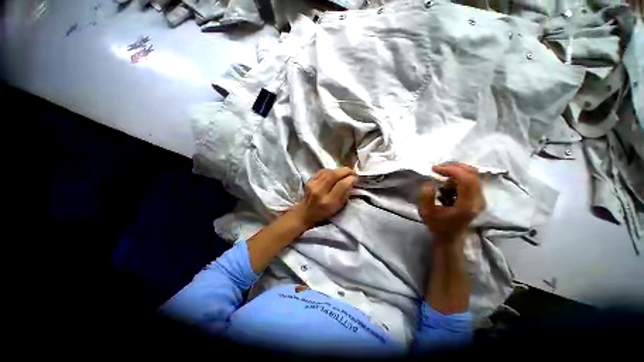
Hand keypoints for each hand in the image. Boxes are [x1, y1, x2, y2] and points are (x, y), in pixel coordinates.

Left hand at [292, 167, 357, 227]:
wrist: (306, 212)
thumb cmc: (324, 212)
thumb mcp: (338, 207)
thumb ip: (345, 194)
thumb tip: (352, 181)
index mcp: (328, 201)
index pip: (341, 185)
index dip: (350, 179)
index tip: (356, 178)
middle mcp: (319, 192)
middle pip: (334, 175)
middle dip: (346, 171)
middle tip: (352, 172)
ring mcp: (312, 184)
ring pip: (328, 171)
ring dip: (339, 169)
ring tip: (346, 172)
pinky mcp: (309, 180)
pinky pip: (323, 171)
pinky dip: (331, 170)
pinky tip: (336, 172)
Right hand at [418, 163, 485, 241]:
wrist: (450, 236)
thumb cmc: (437, 225)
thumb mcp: (426, 212)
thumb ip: (426, 197)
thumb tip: (429, 182)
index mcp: (467, 205)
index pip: (466, 180)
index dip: (451, 170)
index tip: (435, 169)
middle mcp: (478, 201)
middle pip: (472, 174)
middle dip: (454, 167)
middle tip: (437, 168)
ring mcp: (480, 199)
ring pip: (473, 175)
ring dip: (456, 171)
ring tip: (441, 175)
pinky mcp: (478, 197)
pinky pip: (471, 180)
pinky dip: (458, 176)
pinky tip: (447, 183)